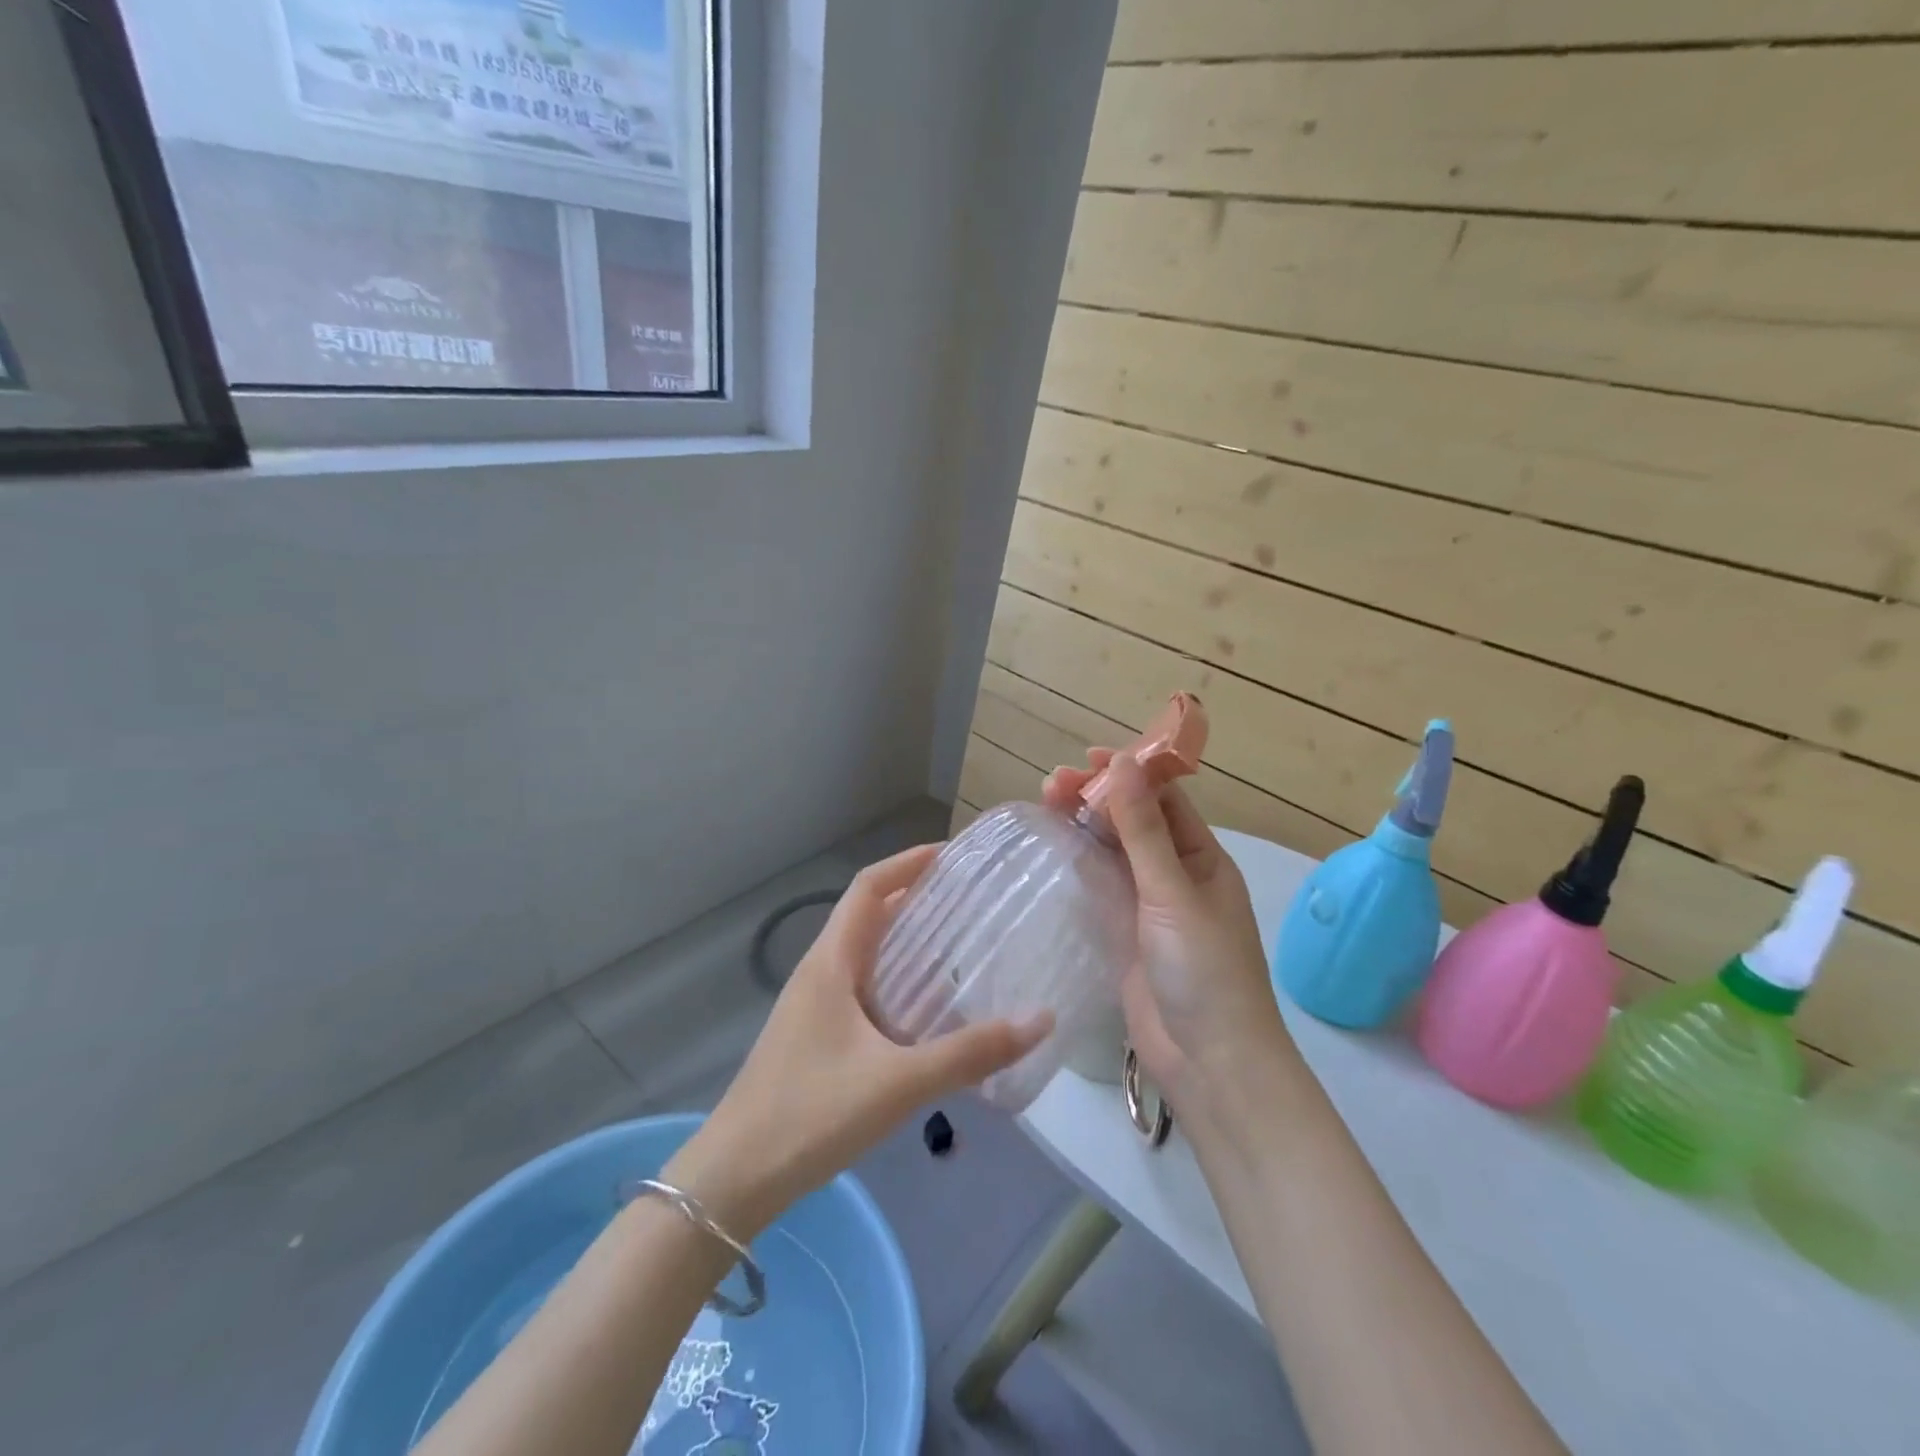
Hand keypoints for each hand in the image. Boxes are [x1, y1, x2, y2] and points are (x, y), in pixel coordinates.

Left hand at [663, 845, 1051, 1238]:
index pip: (868, 888)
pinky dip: (894, 978)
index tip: (952, 855)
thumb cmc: (812, 1114)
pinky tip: (924, 1009)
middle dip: (914, 897)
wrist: (735, 1178)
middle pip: (867, 914)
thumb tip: (1040, 1019)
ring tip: (957, 943)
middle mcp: (819, 971)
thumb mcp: (900, 1082)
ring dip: (904, 938)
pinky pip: (861, 985)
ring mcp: (812, 1004)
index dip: (907, 862)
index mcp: (831, 962)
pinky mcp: (814, 1035)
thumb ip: (971, 1053)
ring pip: (864, 952)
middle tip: (969, 898)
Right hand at [1043, 751, 1291, 1126]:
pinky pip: (1100, 886)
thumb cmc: (1203, 970)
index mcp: (1202, 858)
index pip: (1164, 800)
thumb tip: (1124, 762)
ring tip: (1045, 801)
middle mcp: (1176, 875)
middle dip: (1098, 797)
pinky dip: (1079, 862)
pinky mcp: (1124, 934)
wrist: (1208, 1062)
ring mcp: (1148, 906)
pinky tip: (1053, 846)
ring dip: (1084, 825)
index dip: (1129, 773)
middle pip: (1133, 822)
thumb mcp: (1172, 892)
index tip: (1088, 757)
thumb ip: (1142, 829)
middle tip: (1051, 782)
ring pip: (1112, 852)